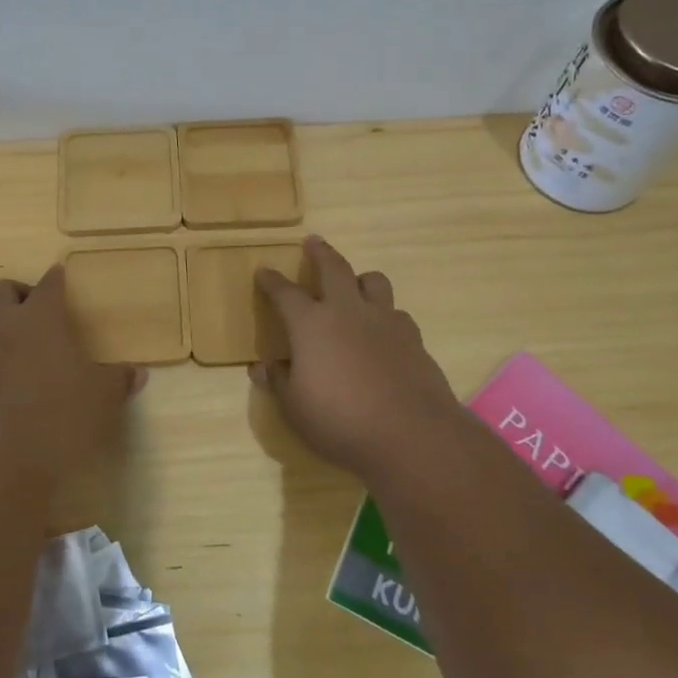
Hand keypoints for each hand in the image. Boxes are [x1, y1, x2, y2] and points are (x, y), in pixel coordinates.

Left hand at [0, 265, 145, 474]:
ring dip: (3, 335)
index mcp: (39, 319)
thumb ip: (117, 379)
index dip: (56, 279)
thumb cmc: (60, 414)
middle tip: (38, 315)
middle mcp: (2, 328)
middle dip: (18, 294)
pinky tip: (10, 396)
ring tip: (27, 360)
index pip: (48, 284)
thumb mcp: (102, 397)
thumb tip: (137, 373)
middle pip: (1, 291)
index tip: (61, 276)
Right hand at [250, 236, 467, 481]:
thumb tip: (262, 367)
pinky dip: (386, 316)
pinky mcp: (415, 340)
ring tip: (356, 287)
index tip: (264, 271)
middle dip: (321, 253)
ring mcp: (386, 322)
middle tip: (314, 241)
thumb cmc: (340, 420)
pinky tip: (384, 334)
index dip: (272, 281)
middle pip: (335, 268)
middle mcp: (349, 312)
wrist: (411, 436)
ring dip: (361, 279)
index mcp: (312, 324)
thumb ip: (280, 382)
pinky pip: (398, 314)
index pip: (286, 293)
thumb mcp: (295, 407)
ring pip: (375, 282)